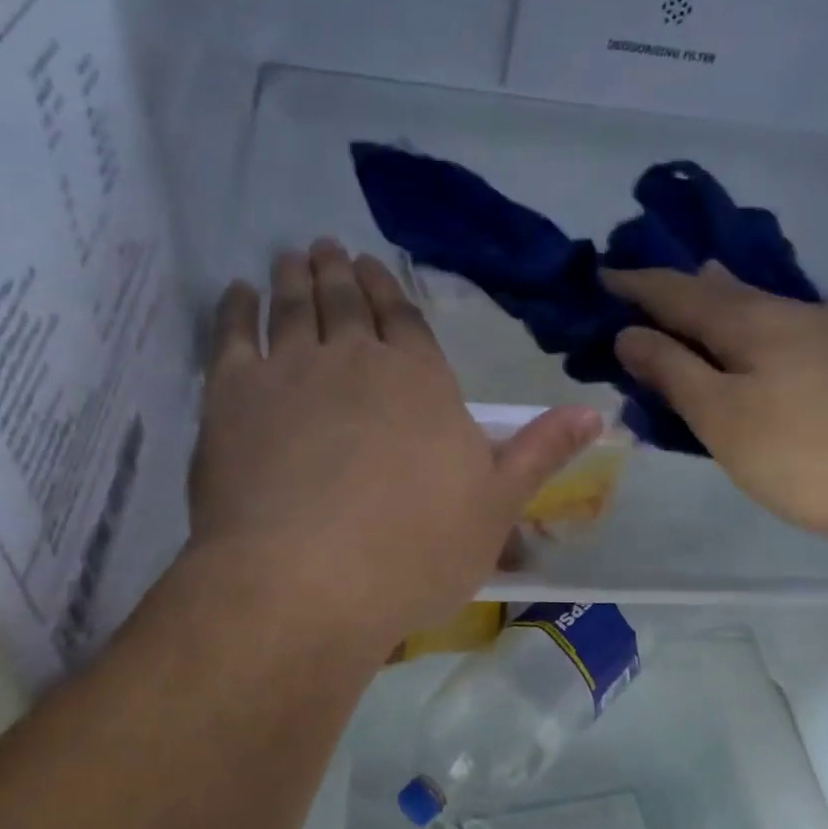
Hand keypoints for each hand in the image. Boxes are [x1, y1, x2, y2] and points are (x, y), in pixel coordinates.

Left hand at [190, 240, 599, 643]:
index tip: (373, 267)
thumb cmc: (413, 552)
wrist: (307, 580)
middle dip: (341, 273)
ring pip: (295, 306)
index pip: (407, 320)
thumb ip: (540, 453)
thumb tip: (596, 412)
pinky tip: (238, 292)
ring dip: (296, 276)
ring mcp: (291, 370)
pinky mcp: (231, 395)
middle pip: (349, 303)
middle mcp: (358, 359)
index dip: (390, 291)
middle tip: (330, 248)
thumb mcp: (496, 508)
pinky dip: (236, 306)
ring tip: (294, 255)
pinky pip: (232, 333)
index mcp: (422, 381)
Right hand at [607, 262, 827, 548]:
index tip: (599, 276)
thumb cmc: (814, 452)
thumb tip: (629, 333)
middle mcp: (792, 316)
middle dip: (677, 289)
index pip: (677, 292)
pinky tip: (760, 344)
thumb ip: (674, 374)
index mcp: (751, 322)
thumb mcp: (724, 418)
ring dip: (718, 306)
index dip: (635, 286)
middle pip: (722, 292)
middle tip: (642, 287)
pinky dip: (751, 335)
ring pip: (758, 311)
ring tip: (695, 299)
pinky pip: (784, 337)